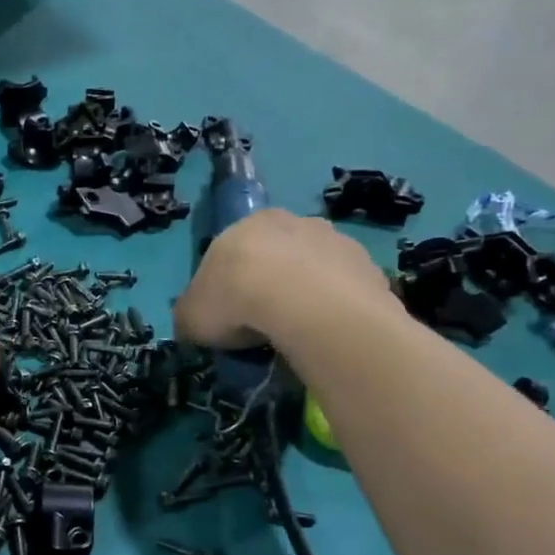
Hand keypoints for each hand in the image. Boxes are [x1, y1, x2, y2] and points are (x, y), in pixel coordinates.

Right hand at [175, 209, 393, 348]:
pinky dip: (334, 307)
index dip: (227, 288)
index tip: (228, 319)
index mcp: (244, 225)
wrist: (304, 302)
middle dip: (269, 284)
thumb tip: (192, 322)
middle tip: (263, 325)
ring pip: (312, 268)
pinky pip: (342, 288)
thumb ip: (190, 315)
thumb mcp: (191, 316)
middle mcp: (289, 222)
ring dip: (305, 293)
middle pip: (274, 255)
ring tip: (299, 332)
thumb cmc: (236, 299)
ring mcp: (332, 239)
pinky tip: (327, 332)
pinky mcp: (364, 263)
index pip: (230, 255)